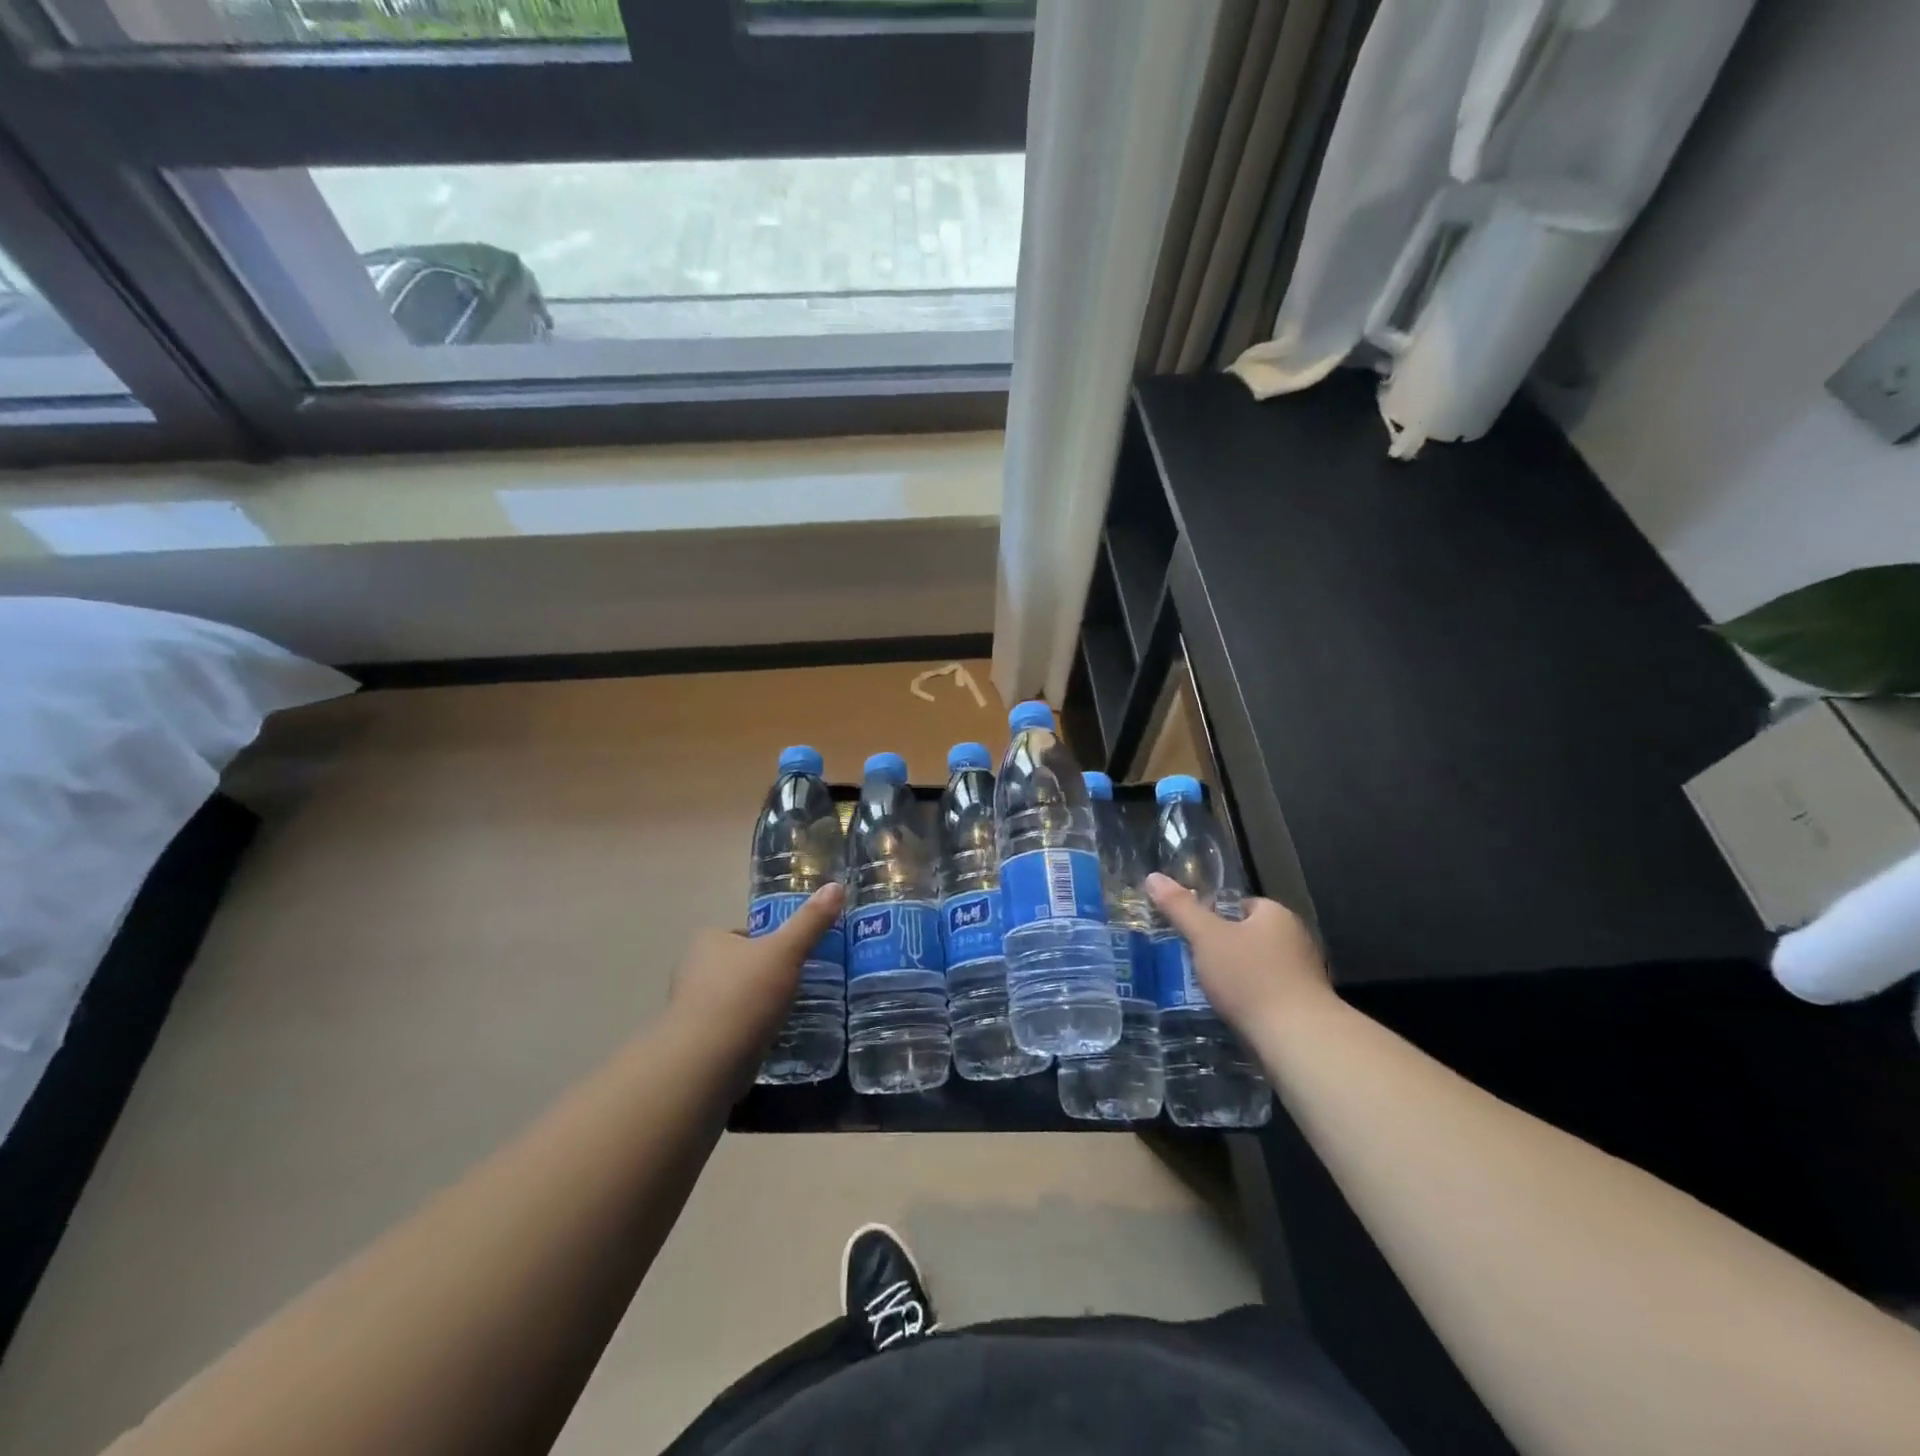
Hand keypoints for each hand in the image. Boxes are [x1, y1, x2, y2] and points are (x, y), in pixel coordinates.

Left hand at [668, 882, 844, 1056]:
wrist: (705, 1063)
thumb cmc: (744, 996)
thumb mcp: (786, 951)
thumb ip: (811, 921)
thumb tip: (836, 886)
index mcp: (709, 941)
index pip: (744, 934)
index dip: (770, 943)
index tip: (794, 957)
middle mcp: (693, 970)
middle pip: (740, 966)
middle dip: (765, 975)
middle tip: (798, 985)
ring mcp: (691, 1009)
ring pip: (735, 999)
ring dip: (757, 1006)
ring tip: (789, 1014)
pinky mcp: (697, 1043)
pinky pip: (730, 1028)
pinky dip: (748, 1032)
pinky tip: (770, 1039)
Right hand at [1144, 875, 1333, 1034]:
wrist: (1298, 1040)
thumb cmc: (1250, 977)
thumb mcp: (1206, 937)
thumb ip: (1180, 908)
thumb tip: (1153, 877)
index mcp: (1277, 915)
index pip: (1242, 904)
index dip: (1216, 915)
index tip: (1193, 932)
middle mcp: (1297, 940)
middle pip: (1251, 936)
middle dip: (1226, 948)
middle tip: (1196, 961)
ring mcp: (1305, 976)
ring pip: (1261, 967)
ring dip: (1239, 977)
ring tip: (1210, 989)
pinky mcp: (1305, 1009)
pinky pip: (1270, 995)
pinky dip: (1252, 1001)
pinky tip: (1234, 1013)